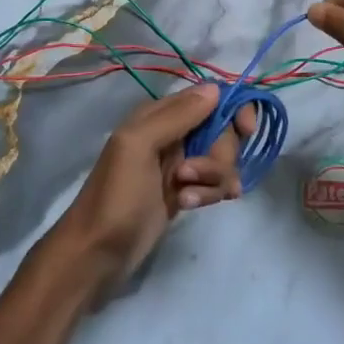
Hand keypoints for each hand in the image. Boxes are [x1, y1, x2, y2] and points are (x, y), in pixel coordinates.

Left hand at [53, 83, 254, 289]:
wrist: (97, 254)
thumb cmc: (115, 196)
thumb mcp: (138, 146)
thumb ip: (176, 116)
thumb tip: (216, 89)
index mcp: (159, 115)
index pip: (210, 97)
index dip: (233, 109)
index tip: (246, 130)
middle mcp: (173, 134)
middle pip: (222, 131)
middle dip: (218, 154)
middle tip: (192, 174)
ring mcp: (180, 165)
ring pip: (221, 160)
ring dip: (213, 178)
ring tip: (187, 197)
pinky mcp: (185, 191)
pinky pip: (214, 183)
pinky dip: (209, 193)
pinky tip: (191, 206)